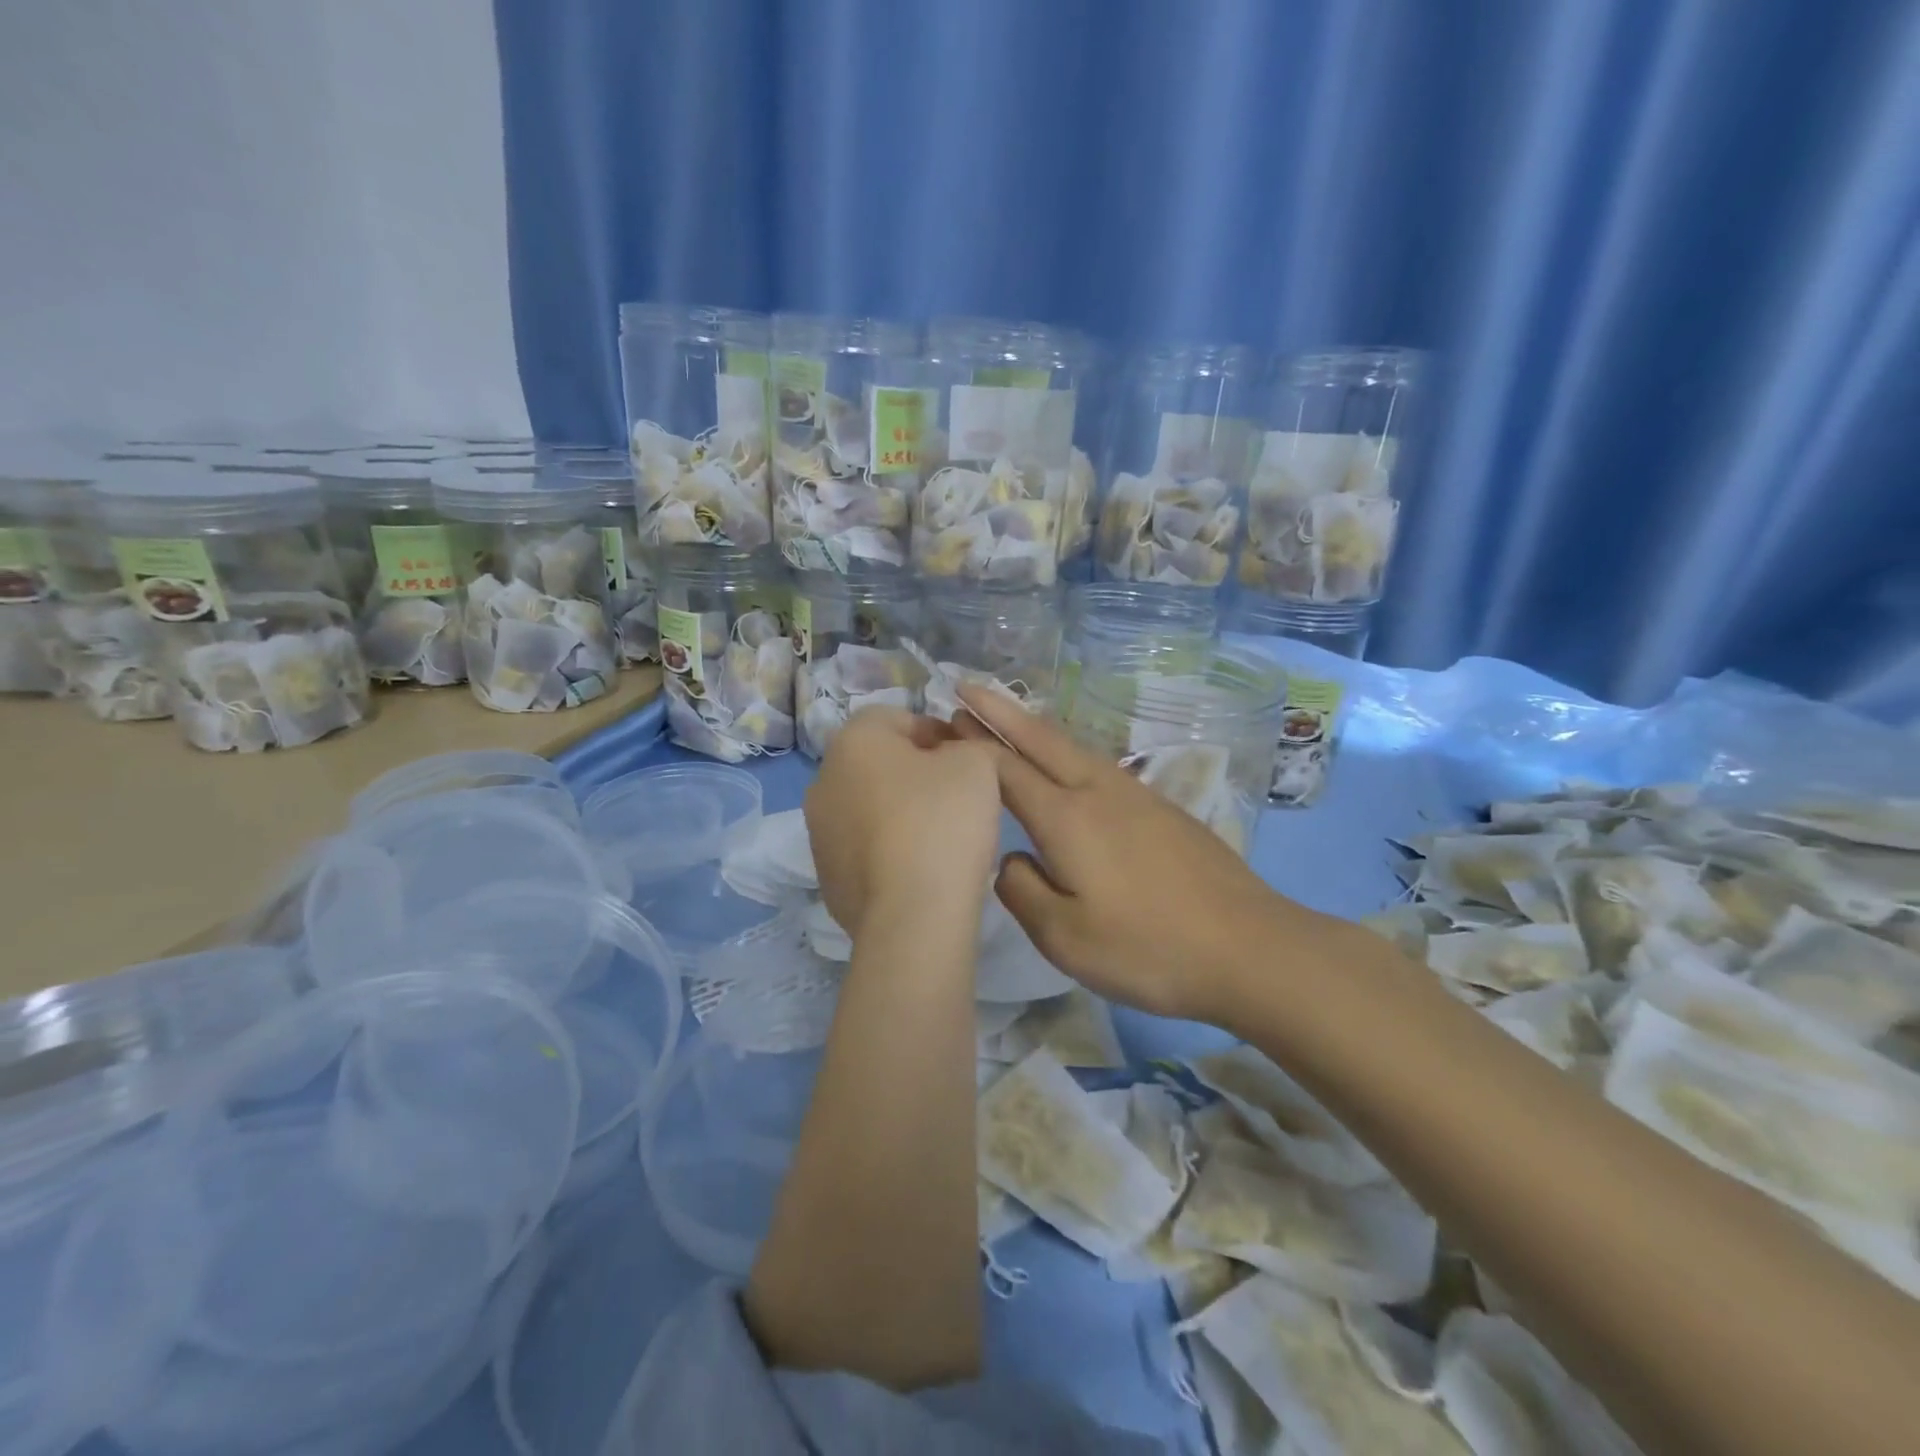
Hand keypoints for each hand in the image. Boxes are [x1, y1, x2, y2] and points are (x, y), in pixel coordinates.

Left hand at [804, 707, 1001, 936]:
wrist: (912, 916)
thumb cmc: (943, 822)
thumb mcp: (976, 764)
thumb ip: (968, 745)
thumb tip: (953, 756)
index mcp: (853, 740)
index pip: (898, 717)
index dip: (938, 733)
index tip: (967, 760)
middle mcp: (823, 779)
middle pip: (879, 763)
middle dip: (916, 773)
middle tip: (957, 796)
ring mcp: (818, 831)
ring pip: (868, 806)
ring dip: (899, 812)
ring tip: (941, 837)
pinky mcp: (826, 875)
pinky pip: (864, 848)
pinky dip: (888, 850)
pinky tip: (920, 869)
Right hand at [952, 684, 1326, 1022]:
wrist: (1250, 948)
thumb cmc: (1149, 948)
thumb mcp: (1064, 937)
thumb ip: (1021, 890)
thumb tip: (1011, 859)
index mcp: (1067, 817)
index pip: (1006, 768)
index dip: (972, 743)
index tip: (945, 719)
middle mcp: (1098, 791)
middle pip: (1040, 739)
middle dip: (1000, 711)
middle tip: (966, 686)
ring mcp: (1136, 796)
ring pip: (1073, 748)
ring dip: (1034, 729)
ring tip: (1008, 720)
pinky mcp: (1162, 810)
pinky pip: (1098, 767)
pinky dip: (1066, 754)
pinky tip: (1067, 769)